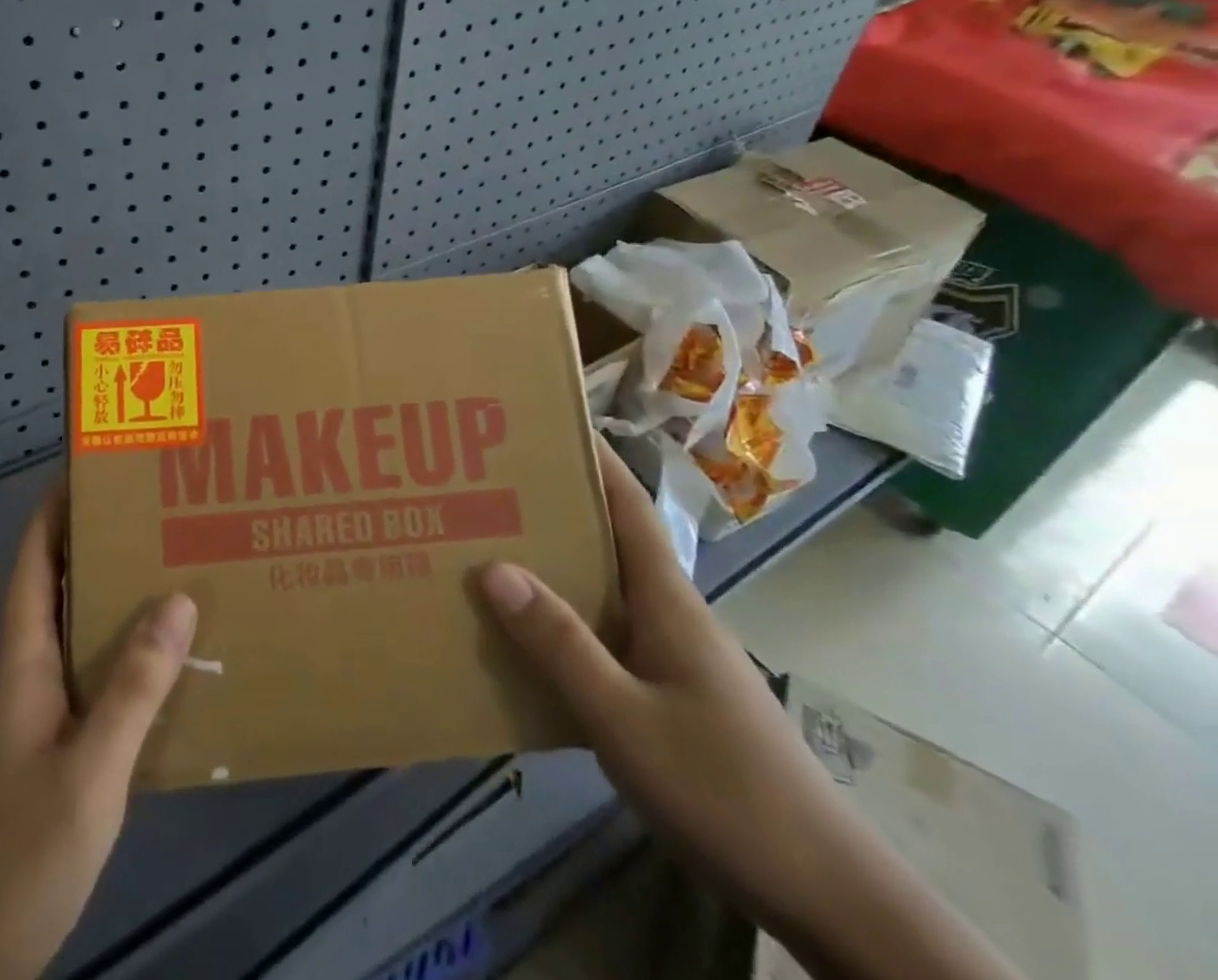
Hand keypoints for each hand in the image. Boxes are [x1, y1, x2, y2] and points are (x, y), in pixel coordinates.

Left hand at [0, 488, 195, 979]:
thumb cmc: (13, 858)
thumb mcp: (87, 772)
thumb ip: (132, 688)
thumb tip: (178, 598)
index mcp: (22, 659)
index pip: (34, 560)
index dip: (56, 508)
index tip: (96, 466)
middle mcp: (26, 672)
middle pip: (59, 584)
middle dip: (101, 541)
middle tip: (160, 510)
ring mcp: (35, 712)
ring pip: (78, 631)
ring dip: (116, 595)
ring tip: (174, 567)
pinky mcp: (49, 747)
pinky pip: (91, 675)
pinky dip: (124, 652)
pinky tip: (166, 660)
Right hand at [478, 439, 848, 929]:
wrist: (827, 895)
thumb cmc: (726, 791)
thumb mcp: (626, 720)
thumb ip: (561, 646)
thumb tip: (493, 569)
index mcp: (668, 600)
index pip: (628, 505)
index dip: (594, 458)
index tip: (545, 422)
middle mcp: (672, 613)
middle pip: (611, 541)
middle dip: (557, 508)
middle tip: (491, 488)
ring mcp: (676, 655)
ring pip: (607, 591)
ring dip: (557, 566)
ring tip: (493, 552)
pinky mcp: (674, 694)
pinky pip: (609, 636)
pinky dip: (568, 623)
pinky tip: (531, 644)